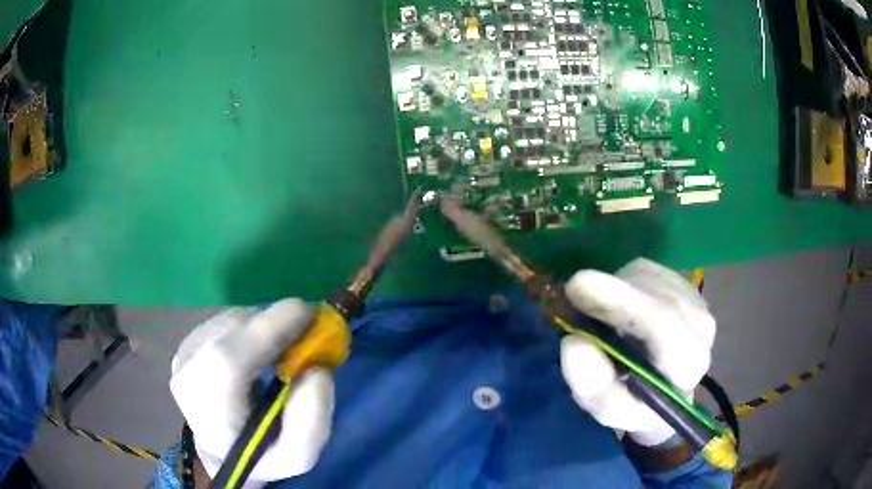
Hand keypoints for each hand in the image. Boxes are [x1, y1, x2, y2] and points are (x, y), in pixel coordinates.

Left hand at [170, 300, 333, 484]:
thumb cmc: (262, 457)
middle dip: (275, 325)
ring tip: (284, 351)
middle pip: (231, 332)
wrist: (222, 451)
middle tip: (309, 331)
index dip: (268, 330)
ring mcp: (184, 355)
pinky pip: (227, 322)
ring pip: (231, 322)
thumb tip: (317, 369)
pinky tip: (262, 351)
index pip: (228, 362)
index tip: (309, 315)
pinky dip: (253, 327)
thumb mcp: (297, 456)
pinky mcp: (189, 342)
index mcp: (209, 415)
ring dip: (265, 327)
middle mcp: (187, 377)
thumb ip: (311, 422)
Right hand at [560, 258, 715, 446]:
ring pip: (649, 280)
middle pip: (656, 294)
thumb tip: (573, 343)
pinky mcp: (682, 282)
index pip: (664, 325)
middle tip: (573, 290)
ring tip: (598, 313)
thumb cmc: (637, 405)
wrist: (663, 389)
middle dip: (613, 292)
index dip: (622, 302)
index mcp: (689, 365)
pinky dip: (622, 282)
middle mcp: (701, 326)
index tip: (578, 287)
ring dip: (616, 290)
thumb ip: (596, 388)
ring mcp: (694, 298)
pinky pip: (646, 271)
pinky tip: (618, 305)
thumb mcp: (612, 411)